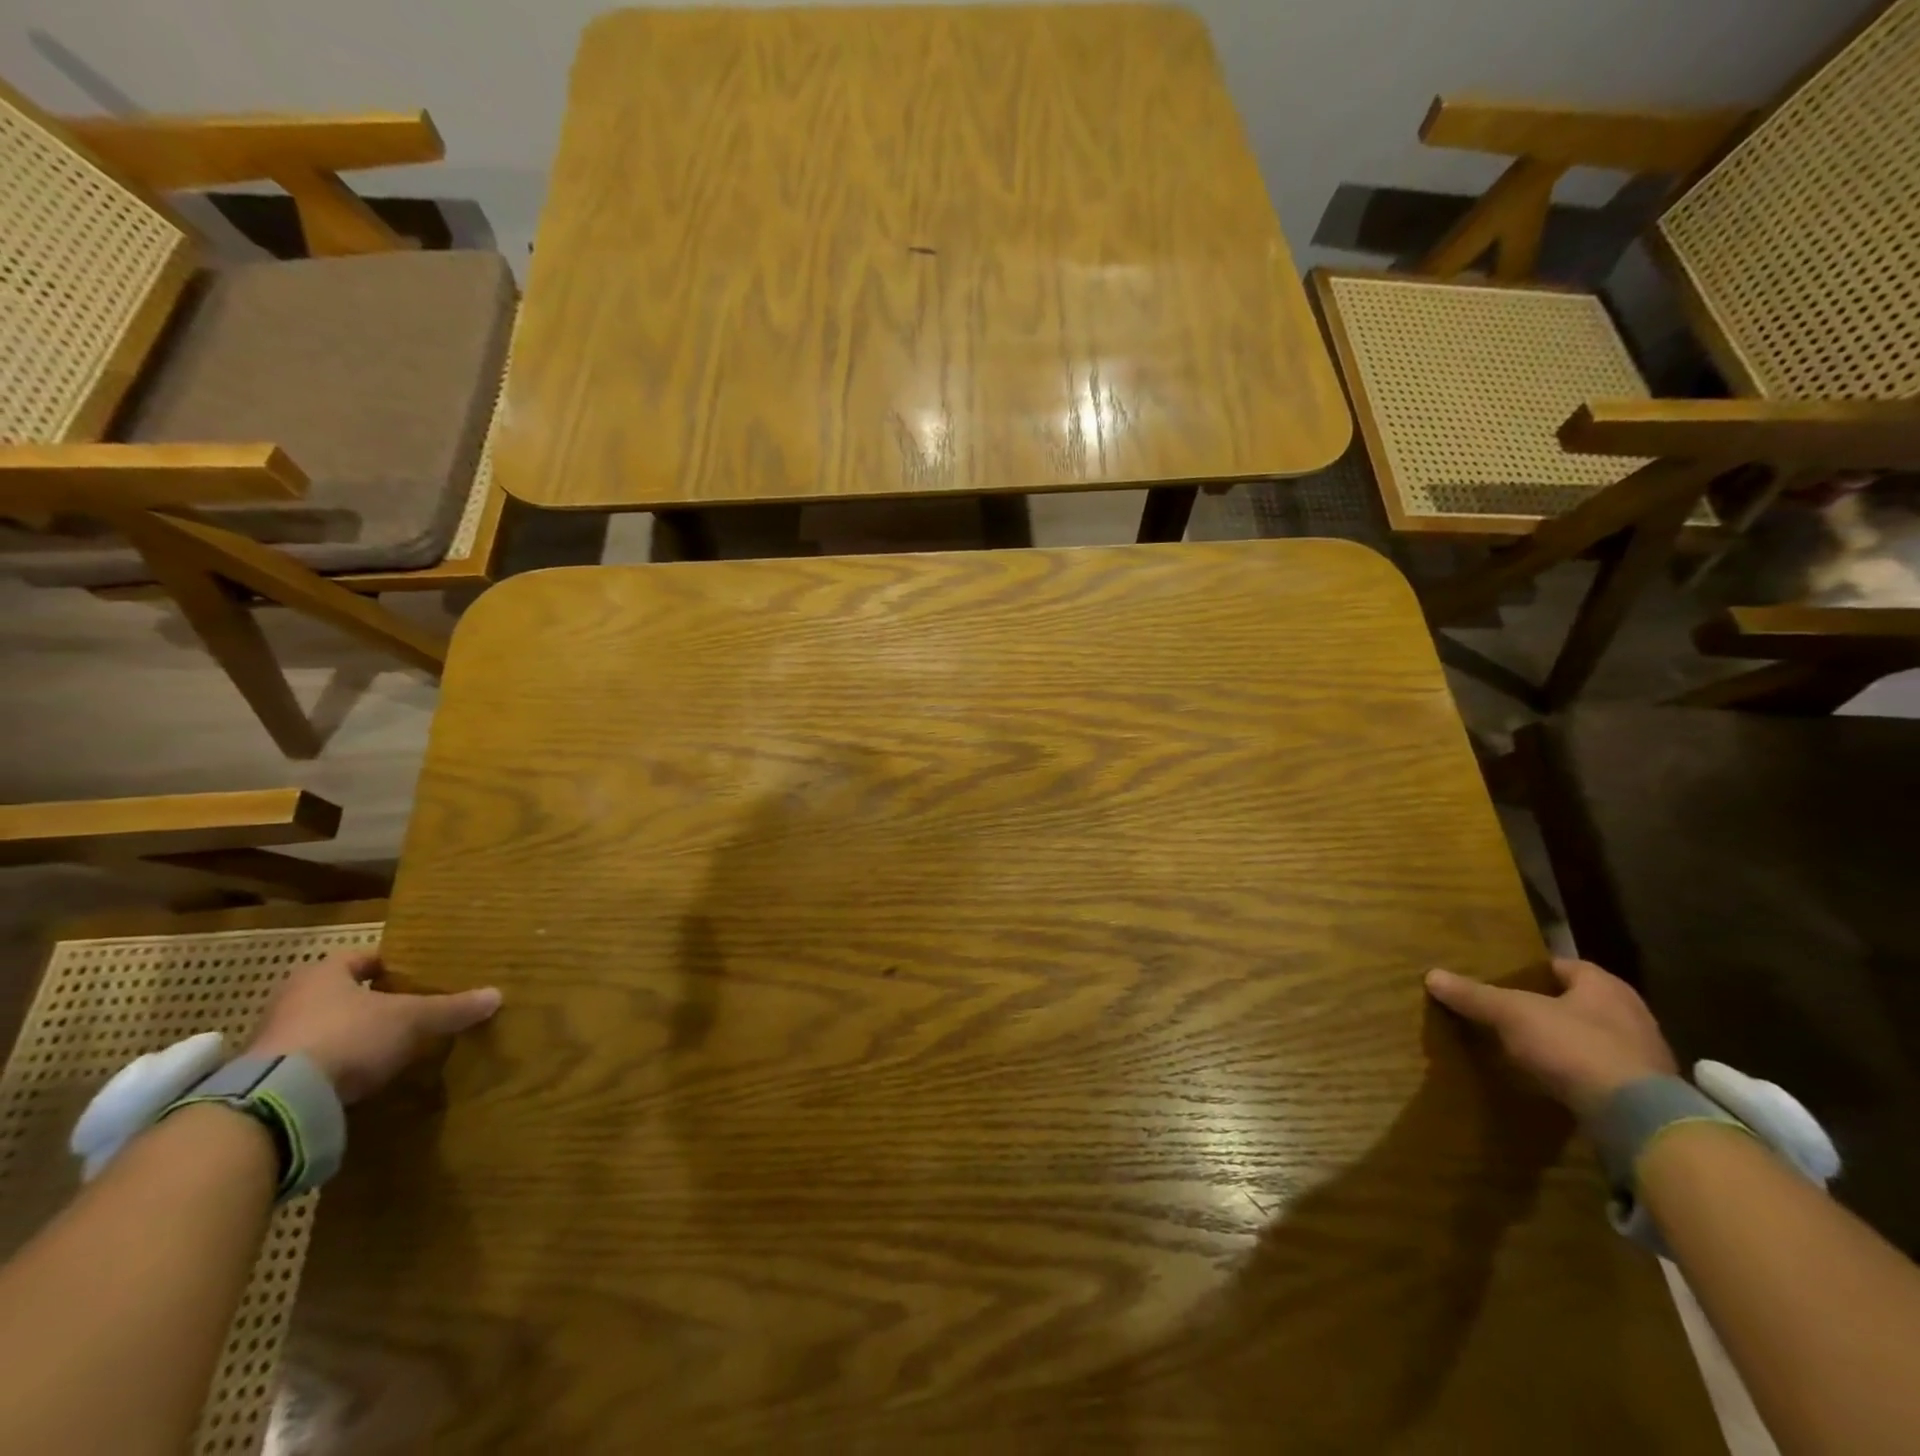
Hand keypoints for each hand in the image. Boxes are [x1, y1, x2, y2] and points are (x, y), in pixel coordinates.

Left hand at [247, 949, 501, 1103]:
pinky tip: (359, 1078)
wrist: (278, 1100)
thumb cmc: (349, 1036)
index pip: (363, 958)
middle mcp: (292, 999)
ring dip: (350, 1035)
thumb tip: (496, 995)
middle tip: (407, 1011)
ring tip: (387, 1047)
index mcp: (324, 973)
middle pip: (341, 993)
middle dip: (371, 1002)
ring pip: (323, 1028)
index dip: (391, 965)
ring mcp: (273, 1040)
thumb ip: (451, 1008)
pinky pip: (310, 1063)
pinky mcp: (264, 1079)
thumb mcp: (412, 1019)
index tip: (416, 976)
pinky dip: (334, 1066)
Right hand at [1425, 958, 1676, 1121]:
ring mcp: (1644, 1055)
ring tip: (1526, 1046)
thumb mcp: (1512, 1014)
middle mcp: (1631, 1013)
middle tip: (1511, 1011)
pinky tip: (1553, 1079)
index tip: (1505, 979)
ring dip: (1566, 1040)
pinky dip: (1579, 1070)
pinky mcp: (1646, 1092)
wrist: (1637, 1118)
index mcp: (1605, 986)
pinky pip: (1603, 1070)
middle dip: (1549, 1006)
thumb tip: (1432, 975)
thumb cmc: (1574, 1046)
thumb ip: (1475, 996)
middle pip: (1581, 1001)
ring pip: (1594, 1036)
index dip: (1534, 970)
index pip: (1565, 966)